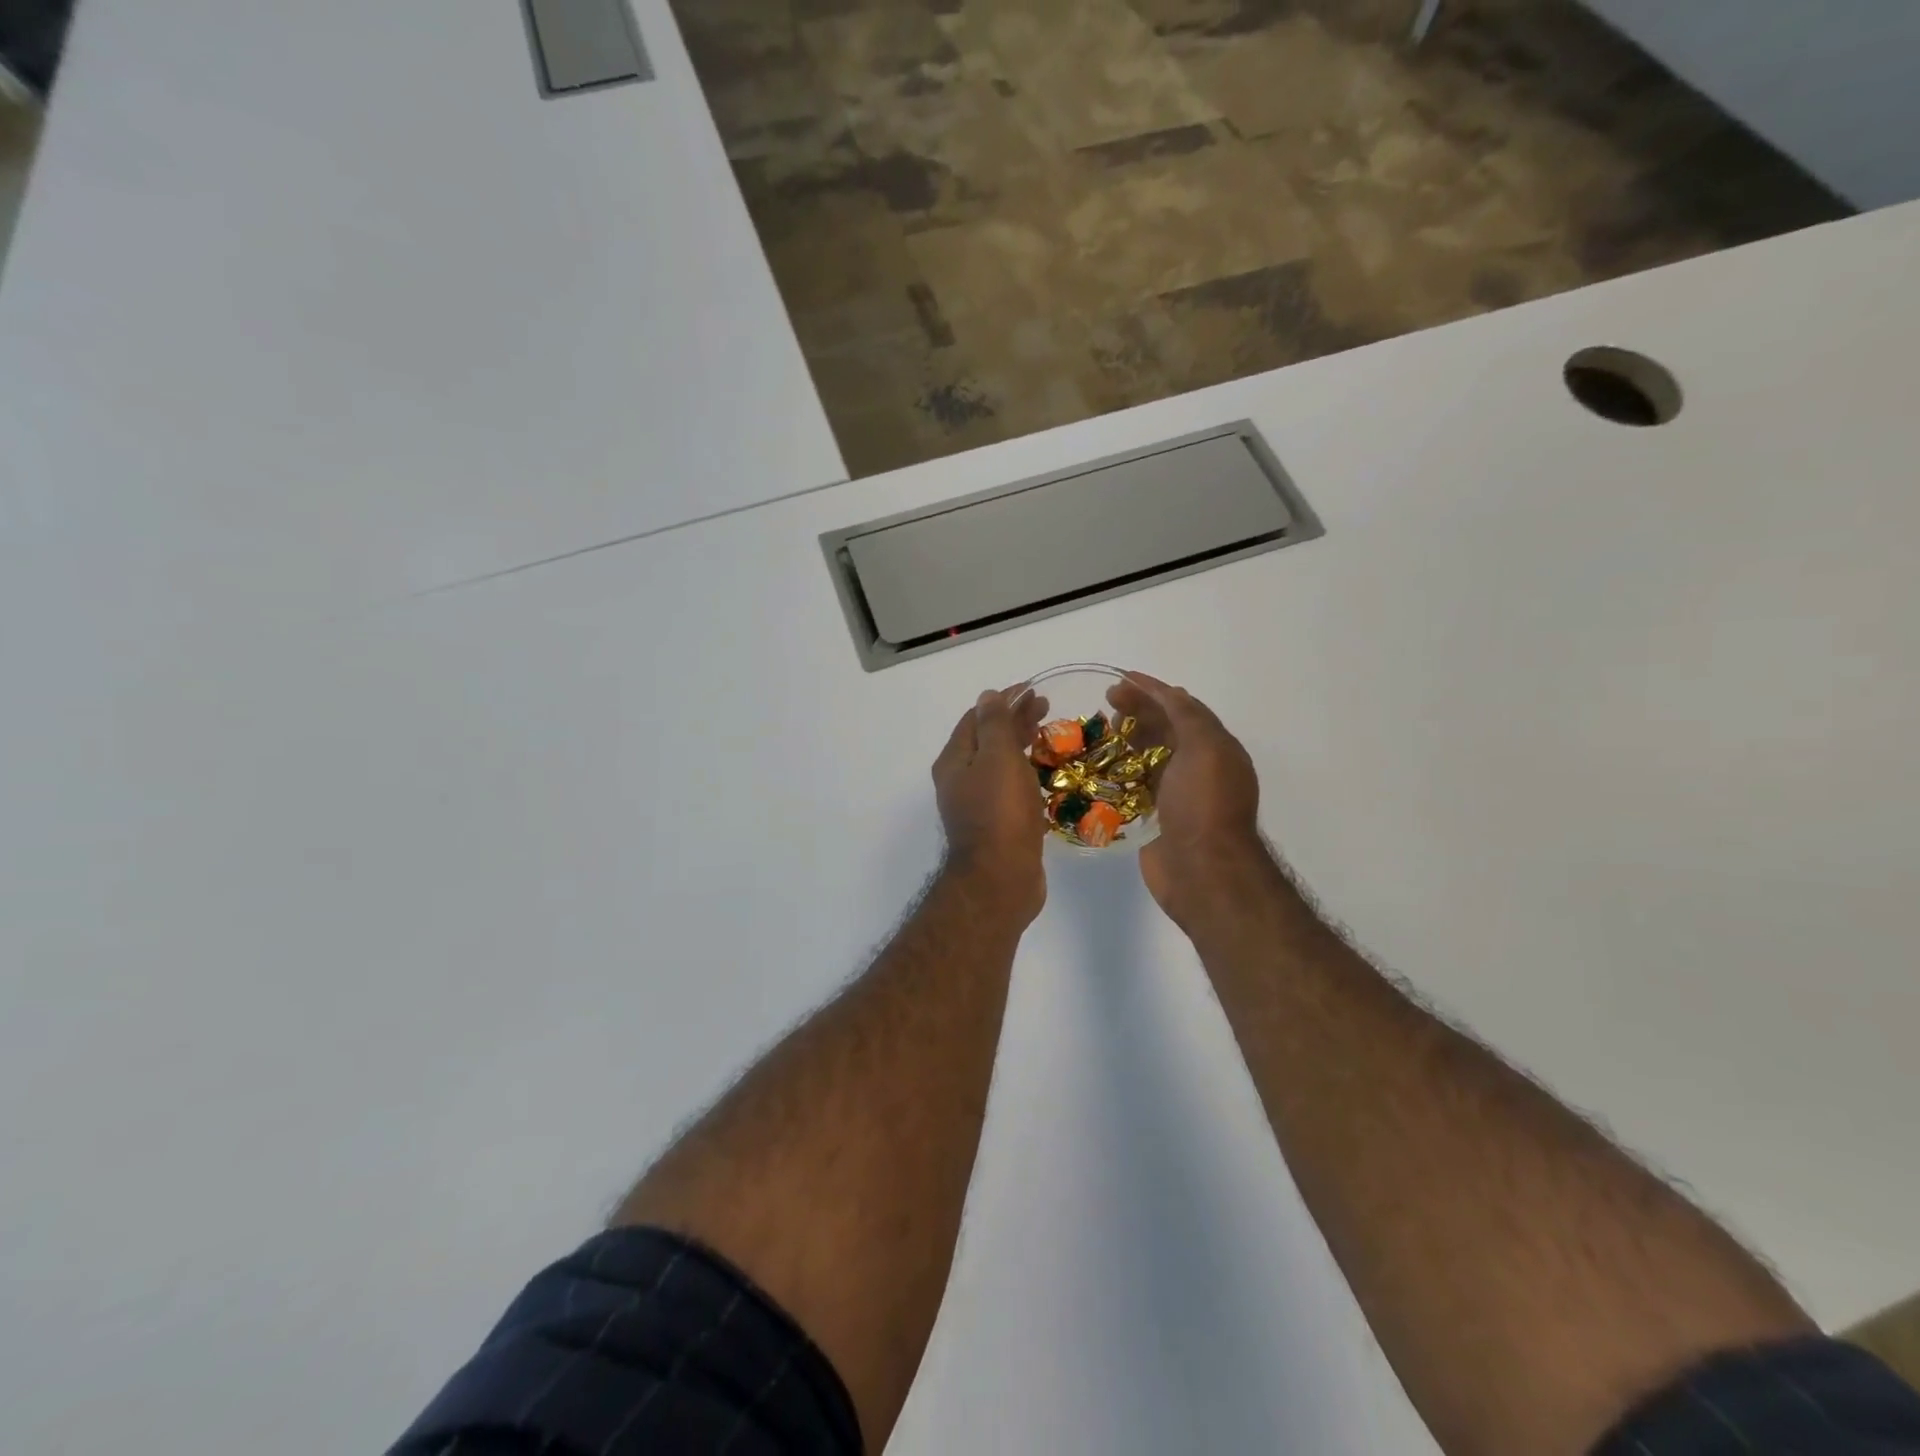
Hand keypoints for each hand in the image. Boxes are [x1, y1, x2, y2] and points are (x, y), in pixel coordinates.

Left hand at [932, 685, 1049, 920]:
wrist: (1001, 879)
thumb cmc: (999, 812)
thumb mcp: (997, 758)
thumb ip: (994, 724)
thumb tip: (988, 695)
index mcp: (955, 761)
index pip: (977, 717)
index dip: (1004, 700)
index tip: (1034, 690)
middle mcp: (961, 780)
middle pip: (988, 739)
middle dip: (1015, 720)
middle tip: (1048, 708)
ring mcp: (978, 805)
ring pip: (1000, 765)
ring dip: (1023, 746)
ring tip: (1051, 735)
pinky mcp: (998, 825)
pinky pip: (1011, 789)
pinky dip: (1027, 773)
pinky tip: (1048, 774)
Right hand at [1107, 671, 1263, 918]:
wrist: (1202, 871)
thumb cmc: (1203, 805)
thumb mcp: (1204, 748)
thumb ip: (1187, 715)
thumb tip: (1168, 692)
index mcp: (1216, 748)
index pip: (1183, 707)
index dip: (1153, 690)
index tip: (1120, 680)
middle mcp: (1199, 768)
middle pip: (1165, 728)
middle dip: (1138, 711)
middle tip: (1105, 703)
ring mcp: (1178, 794)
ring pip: (1149, 756)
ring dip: (1127, 740)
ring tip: (1099, 733)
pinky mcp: (1157, 817)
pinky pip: (1136, 786)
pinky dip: (1119, 772)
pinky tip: (1097, 767)